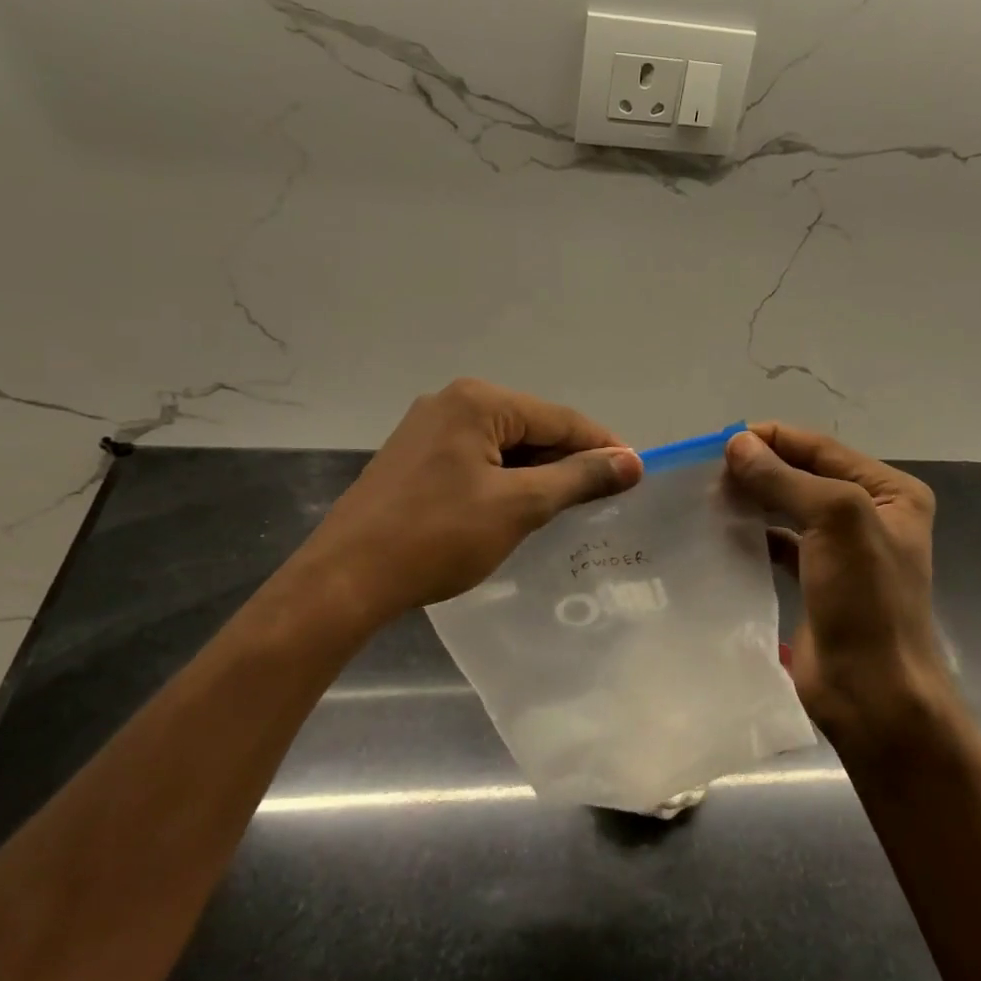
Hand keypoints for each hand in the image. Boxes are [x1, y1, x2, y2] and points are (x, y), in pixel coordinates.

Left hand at [299, 379, 642, 624]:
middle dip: (568, 461)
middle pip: (532, 428)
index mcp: (478, 402)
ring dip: (538, 474)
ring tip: (568, 509)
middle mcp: (451, 402)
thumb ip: (578, 478)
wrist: (346, 578)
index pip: (560, 418)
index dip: (602, 446)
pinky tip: (519, 509)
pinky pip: (477, 460)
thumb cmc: (438, 537)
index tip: (635, 476)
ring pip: (504, 446)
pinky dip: (505, 481)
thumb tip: (632, 461)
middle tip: (603, 499)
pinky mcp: (414, 458)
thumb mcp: (520, 506)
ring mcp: (427, 429)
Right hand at [724, 423, 950, 749]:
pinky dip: (754, 534)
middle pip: (804, 475)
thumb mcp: (834, 521)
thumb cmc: (865, 600)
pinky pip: (780, 543)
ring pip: (788, 508)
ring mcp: (842, 550)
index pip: (821, 448)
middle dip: (759, 468)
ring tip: (708, 498)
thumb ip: (784, 477)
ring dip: (753, 499)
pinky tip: (723, 533)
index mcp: (889, 492)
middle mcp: (869, 514)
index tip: (719, 442)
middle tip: (708, 473)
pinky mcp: (816, 580)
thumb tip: (736, 443)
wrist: (873, 693)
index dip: (772, 439)